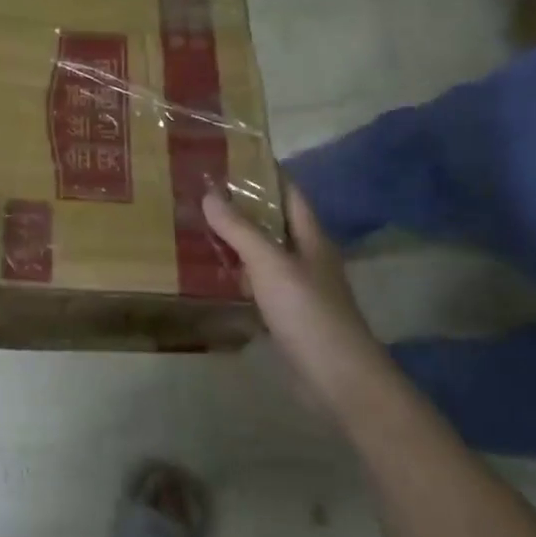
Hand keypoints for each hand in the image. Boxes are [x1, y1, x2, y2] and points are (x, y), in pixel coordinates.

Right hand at [203, 184, 385, 408]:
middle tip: (202, 192)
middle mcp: (307, 257)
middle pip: (275, 223)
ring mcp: (299, 289)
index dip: (265, 173)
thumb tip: (210, 193)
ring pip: (265, 255)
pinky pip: (259, 286)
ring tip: (197, 227)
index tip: (230, 158)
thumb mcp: (270, 264)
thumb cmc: (308, 312)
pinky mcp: (288, 317)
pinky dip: (238, 277)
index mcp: (311, 237)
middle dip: (244, 207)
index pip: (289, 192)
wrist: (338, 378)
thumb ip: (240, 230)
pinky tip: (212, 276)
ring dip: (238, 242)